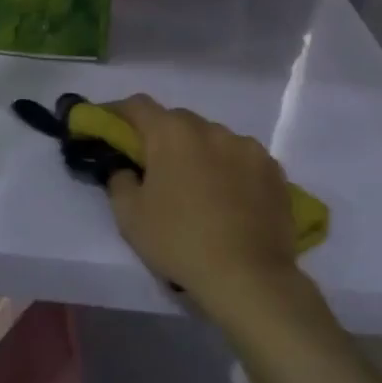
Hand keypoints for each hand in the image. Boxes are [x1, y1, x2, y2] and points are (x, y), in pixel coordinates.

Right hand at [102, 95, 331, 341]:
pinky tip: (229, 198)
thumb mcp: (130, 216)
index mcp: (173, 133)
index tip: (108, 128)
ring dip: (199, 152)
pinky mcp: (273, 170)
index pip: (138, 106)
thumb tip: (126, 168)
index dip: (117, 113)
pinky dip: (229, 169)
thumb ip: (120, 181)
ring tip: (197, 187)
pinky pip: (241, 159)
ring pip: (213, 139)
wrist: (248, 276)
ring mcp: (247, 147)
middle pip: (178, 121)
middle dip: (161, 137)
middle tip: (152, 166)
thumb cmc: (179, 242)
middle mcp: (212, 129)